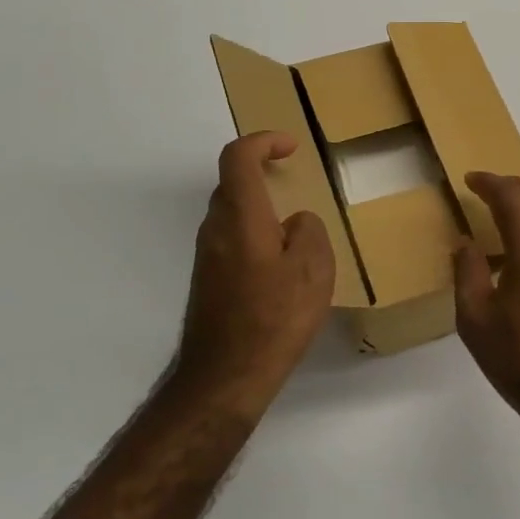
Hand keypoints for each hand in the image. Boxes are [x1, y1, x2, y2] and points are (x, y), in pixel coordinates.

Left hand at [172, 132, 335, 413]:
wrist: (225, 376)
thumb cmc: (274, 318)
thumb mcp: (313, 270)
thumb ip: (309, 232)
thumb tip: (295, 224)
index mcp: (241, 216)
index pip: (238, 158)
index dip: (263, 142)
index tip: (291, 148)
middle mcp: (215, 229)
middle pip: (232, 185)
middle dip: (262, 175)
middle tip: (294, 187)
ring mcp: (206, 256)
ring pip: (231, 215)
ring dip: (259, 211)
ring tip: (294, 234)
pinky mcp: (206, 281)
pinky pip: (231, 242)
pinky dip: (253, 237)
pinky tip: (279, 269)